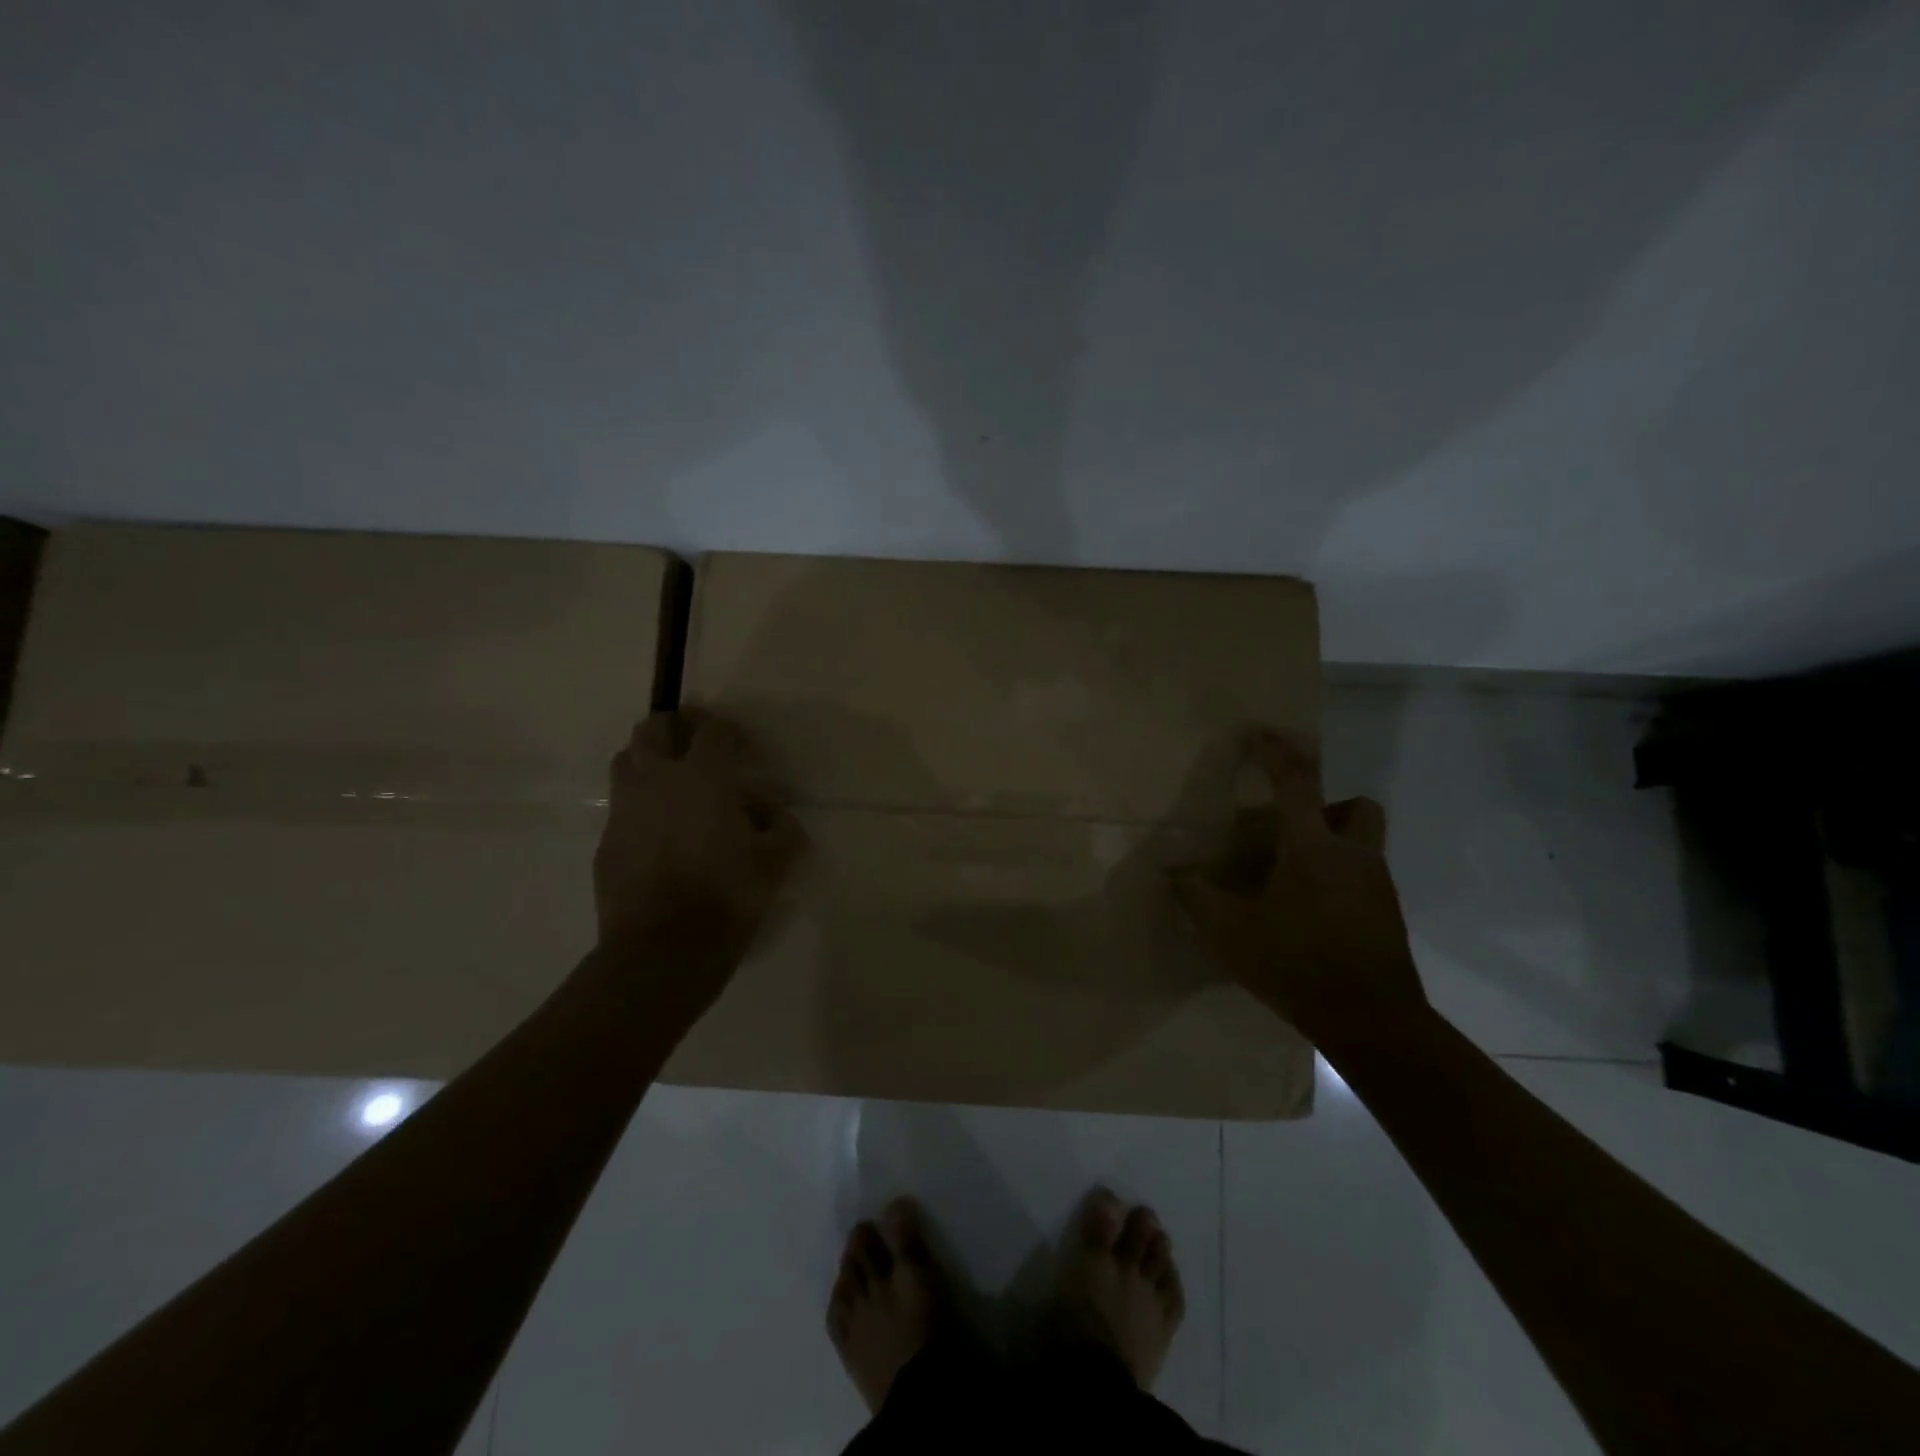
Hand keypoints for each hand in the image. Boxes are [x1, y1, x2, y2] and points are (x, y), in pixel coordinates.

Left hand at [593, 709, 804, 973]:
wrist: (662, 950)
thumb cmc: (727, 896)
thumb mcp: (776, 863)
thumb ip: (781, 830)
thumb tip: (772, 818)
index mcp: (703, 777)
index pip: (711, 730)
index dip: (726, 730)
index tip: (740, 747)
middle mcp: (658, 780)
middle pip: (653, 728)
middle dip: (675, 727)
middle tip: (696, 747)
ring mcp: (625, 809)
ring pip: (628, 760)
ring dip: (649, 760)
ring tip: (673, 785)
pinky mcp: (606, 840)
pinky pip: (622, 806)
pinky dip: (639, 805)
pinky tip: (659, 833)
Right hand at [1171, 730, 1424, 1045]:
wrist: (1374, 1023)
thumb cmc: (1297, 965)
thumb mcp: (1230, 934)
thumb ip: (1197, 897)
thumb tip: (1172, 871)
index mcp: (1312, 849)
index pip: (1297, 782)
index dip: (1275, 752)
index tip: (1257, 733)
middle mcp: (1353, 857)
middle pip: (1357, 805)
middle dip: (1328, 803)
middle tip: (1291, 827)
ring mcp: (1378, 887)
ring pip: (1364, 843)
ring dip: (1333, 843)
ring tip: (1293, 876)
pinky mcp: (1388, 916)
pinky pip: (1365, 877)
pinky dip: (1340, 879)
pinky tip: (1310, 912)